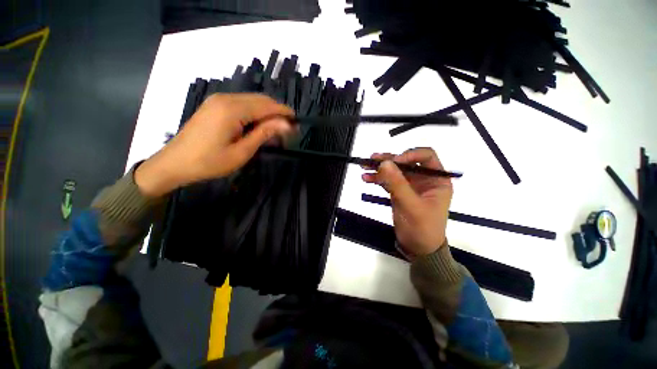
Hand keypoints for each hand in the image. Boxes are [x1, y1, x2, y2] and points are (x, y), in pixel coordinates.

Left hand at [135, 93, 293, 196]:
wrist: (175, 163)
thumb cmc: (210, 162)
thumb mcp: (242, 151)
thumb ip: (264, 134)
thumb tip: (286, 124)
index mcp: (232, 110)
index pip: (266, 106)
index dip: (284, 113)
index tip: (297, 123)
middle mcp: (225, 98)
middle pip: (260, 100)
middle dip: (277, 112)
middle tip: (289, 128)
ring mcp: (218, 100)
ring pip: (252, 101)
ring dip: (267, 112)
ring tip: (277, 129)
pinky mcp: (215, 105)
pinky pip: (242, 104)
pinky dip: (255, 113)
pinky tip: (260, 125)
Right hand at [362, 148, 452, 257]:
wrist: (417, 248)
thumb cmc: (421, 228)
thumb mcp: (410, 205)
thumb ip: (397, 183)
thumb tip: (384, 162)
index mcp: (436, 179)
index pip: (425, 156)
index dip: (409, 154)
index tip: (394, 161)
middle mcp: (424, 179)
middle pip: (406, 162)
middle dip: (389, 160)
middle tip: (372, 159)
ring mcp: (410, 186)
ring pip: (395, 171)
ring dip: (379, 168)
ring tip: (364, 166)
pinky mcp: (399, 192)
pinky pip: (388, 181)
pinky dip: (377, 179)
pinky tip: (366, 178)